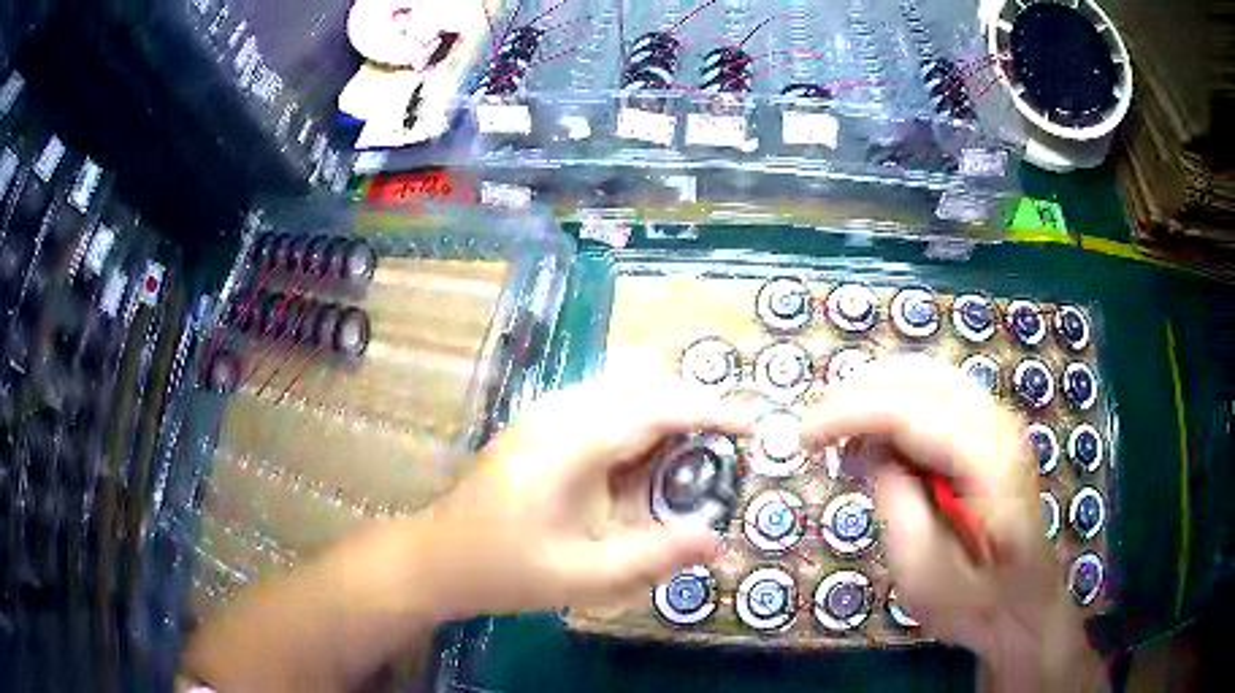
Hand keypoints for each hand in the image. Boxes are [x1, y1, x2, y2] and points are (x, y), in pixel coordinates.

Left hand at [416, 378, 748, 620]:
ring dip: (661, 415)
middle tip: (722, 455)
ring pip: (621, 390)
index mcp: (568, 444)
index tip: (751, 424)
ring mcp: (543, 414)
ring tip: (688, 463)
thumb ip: (651, 556)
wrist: (437, 558)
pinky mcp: (538, 425)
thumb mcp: (581, 574)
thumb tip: (716, 538)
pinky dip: (635, 424)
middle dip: (688, 410)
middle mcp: (557, 413)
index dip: (709, 410)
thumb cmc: (504, 568)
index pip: (653, 408)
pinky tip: (638, 468)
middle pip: (640, 385)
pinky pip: (602, 406)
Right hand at [804, 357, 1104, 692]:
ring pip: (931, 376)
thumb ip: (893, 495)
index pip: (909, 408)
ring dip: (880, 392)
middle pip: (921, 375)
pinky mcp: (995, 434)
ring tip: (843, 432)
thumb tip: (867, 447)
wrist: (1024, 610)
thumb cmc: (973, 602)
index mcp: (988, 458)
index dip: (849, 412)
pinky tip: (882, 436)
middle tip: (817, 430)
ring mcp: (1001, 423)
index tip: (802, 436)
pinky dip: (902, 403)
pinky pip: (942, 395)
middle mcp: (999, 423)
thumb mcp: (921, 566)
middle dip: (860, 392)